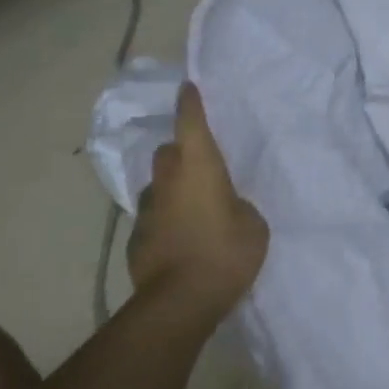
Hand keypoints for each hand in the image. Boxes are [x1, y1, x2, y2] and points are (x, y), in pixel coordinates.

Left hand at [125, 83, 267, 314]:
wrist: (180, 301)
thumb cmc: (225, 253)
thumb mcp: (253, 225)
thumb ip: (238, 206)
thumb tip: (224, 206)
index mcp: (199, 167)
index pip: (191, 122)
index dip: (191, 103)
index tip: (189, 87)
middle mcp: (168, 180)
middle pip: (169, 152)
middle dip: (182, 151)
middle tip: (203, 165)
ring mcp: (146, 209)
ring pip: (159, 185)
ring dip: (173, 188)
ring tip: (194, 208)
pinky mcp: (136, 237)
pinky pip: (154, 216)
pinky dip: (166, 219)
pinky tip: (182, 238)